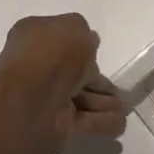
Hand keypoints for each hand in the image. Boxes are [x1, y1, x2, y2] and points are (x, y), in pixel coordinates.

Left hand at [0, 14, 126, 153]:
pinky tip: (120, 122)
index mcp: (35, 37)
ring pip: (83, 96)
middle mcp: (39, 66)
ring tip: (123, 104)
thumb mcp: (74, 28)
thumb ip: (84, 32)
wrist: (30, 102)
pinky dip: (103, 122)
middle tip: (117, 82)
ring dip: (103, 101)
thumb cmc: (50, 56)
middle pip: (74, 70)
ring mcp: (48, 97)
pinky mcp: (59, 126)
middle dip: (95, 76)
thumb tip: (88, 42)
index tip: (97, 47)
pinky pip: (86, 121)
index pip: (61, 37)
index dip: (80, 42)